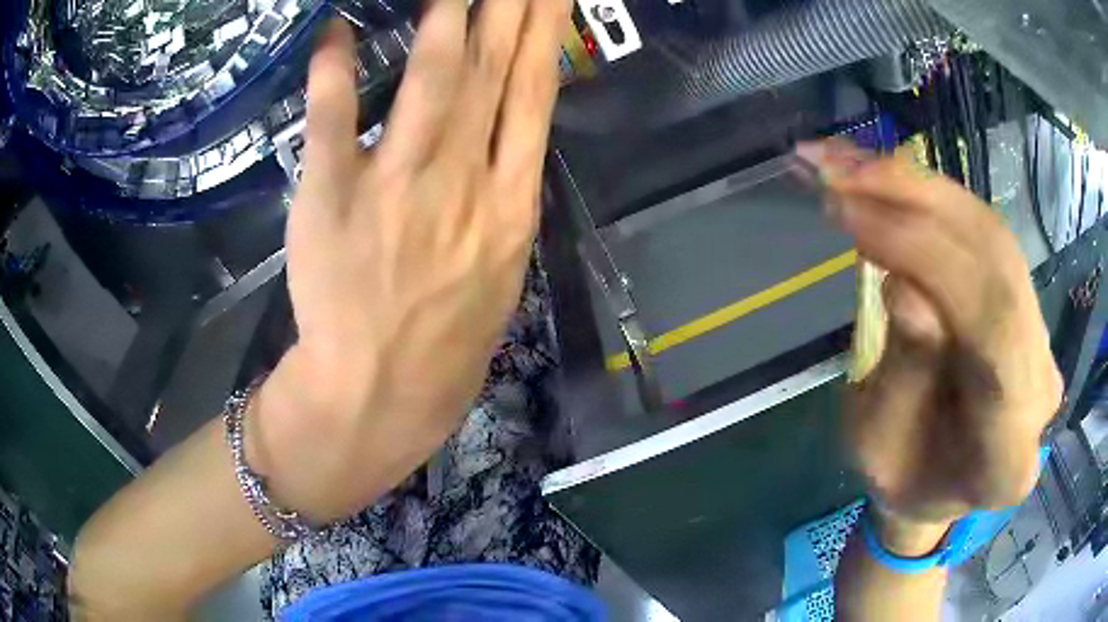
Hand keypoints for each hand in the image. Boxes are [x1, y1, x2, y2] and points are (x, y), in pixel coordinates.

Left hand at [249, 0, 570, 522]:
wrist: (384, 394)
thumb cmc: (446, 339)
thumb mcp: (499, 266)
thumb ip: (501, 195)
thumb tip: (504, 137)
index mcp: (511, 203)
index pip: (536, 96)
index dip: (545, 36)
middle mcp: (465, 183)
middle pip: (494, 75)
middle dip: (509, 10)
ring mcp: (398, 189)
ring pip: (430, 85)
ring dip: (443, 24)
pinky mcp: (333, 202)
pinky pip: (332, 125)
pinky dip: (331, 74)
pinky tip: (333, 34)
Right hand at [801, 141, 1062, 545]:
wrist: (945, 485)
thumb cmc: (903, 481)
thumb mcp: (878, 451)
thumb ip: (903, 380)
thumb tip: (906, 289)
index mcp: (1008, 453)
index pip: (994, 328)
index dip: (928, 255)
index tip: (852, 215)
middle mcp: (1041, 381)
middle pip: (999, 263)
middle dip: (917, 200)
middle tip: (838, 168)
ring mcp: (1041, 337)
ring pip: (993, 235)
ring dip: (920, 188)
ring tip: (850, 165)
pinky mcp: (1027, 304)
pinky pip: (986, 235)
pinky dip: (933, 199)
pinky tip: (887, 181)